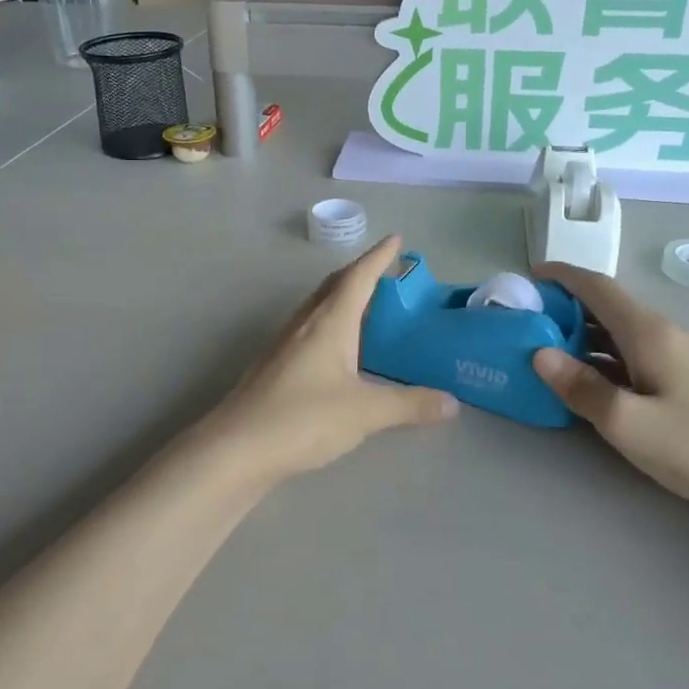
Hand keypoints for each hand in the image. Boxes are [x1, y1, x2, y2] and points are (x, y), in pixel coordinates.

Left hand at [205, 235, 456, 482]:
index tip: (396, 239)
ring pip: (318, 307)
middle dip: (360, 272)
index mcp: (329, 322)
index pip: (358, 277)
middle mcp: (304, 324)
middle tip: (386, 270)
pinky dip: (329, 324)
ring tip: (365, 305)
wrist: (236, 449)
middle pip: (334, 285)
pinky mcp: (274, 367)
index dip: (379, 257)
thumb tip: (452, 402)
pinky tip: (336, 349)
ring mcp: (284, 344)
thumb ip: (409, 405)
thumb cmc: (303, 418)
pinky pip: (308, 330)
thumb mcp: (364, 412)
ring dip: (342, 297)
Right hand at [531, 264, 688, 522]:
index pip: (597, 287)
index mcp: (648, 332)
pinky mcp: (683, 378)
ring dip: (580, 332)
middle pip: (606, 305)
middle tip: (525, 320)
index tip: (527, 277)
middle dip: (564, 305)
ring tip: (544, 347)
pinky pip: (630, 352)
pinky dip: (600, 354)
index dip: (561, 276)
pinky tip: (586, 378)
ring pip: (617, 330)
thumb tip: (538, 354)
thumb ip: (581, 387)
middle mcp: (662, 333)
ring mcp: (676, 355)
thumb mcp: (628, 422)